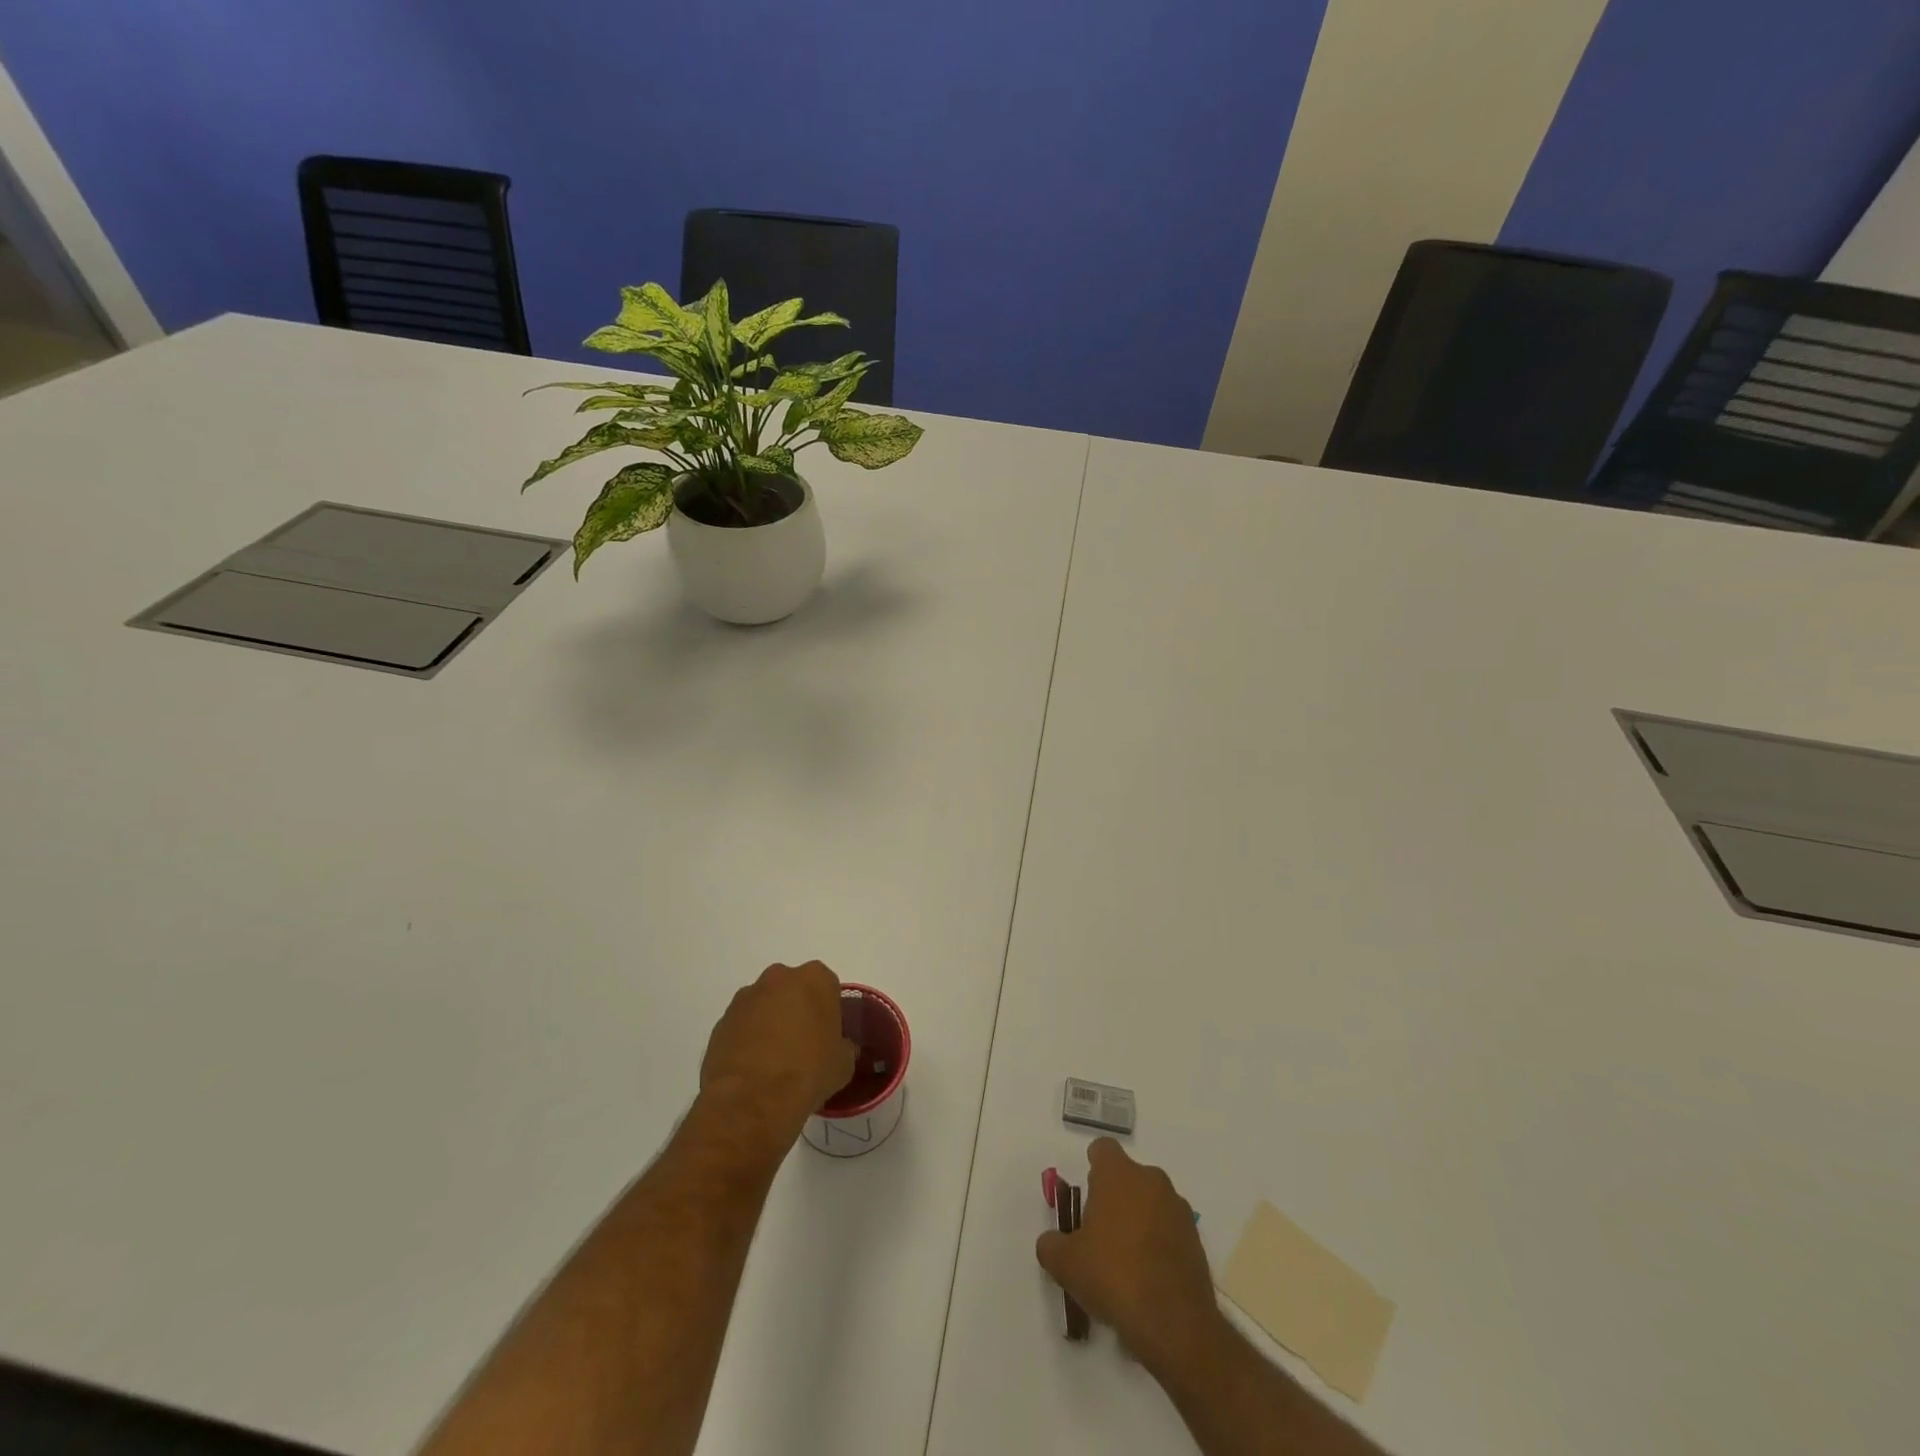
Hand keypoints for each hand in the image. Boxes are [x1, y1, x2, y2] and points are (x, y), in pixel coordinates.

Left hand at [699, 961, 857, 1147]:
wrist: (752, 1100)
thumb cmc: (808, 1072)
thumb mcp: (843, 1063)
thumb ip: (843, 1047)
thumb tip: (839, 1048)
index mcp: (815, 979)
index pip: (827, 986)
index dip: (829, 1010)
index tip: (828, 1034)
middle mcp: (779, 978)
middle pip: (793, 989)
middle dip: (797, 1010)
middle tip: (803, 1044)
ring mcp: (746, 998)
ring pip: (765, 1005)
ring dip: (770, 1023)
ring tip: (775, 1061)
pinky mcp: (722, 1021)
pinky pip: (742, 1026)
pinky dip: (748, 1040)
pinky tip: (754, 1069)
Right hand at [1035, 1138, 1222, 1372]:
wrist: (1174, 1323)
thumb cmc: (1113, 1276)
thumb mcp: (1065, 1263)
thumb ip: (1051, 1244)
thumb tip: (1052, 1242)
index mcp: (1118, 1174)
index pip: (1103, 1149)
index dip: (1092, 1166)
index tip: (1087, 1194)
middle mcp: (1151, 1180)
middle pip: (1127, 1177)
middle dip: (1114, 1198)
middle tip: (1099, 1235)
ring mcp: (1178, 1209)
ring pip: (1150, 1203)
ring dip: (1138, 1221)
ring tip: (1124, 1263)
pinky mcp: (1196, 1239)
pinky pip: (1169, 1230)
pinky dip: (1158, 1244)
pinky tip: (1147, 1280)